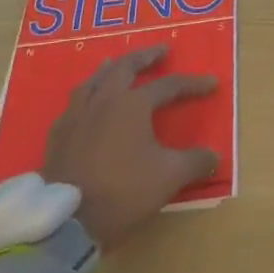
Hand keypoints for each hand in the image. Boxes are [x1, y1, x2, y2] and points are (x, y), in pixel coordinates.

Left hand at [43, 45, 219, 250]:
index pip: (168, 85)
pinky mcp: (58, 135)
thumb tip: (215, 157)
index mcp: (133, 104)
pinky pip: (74, 103)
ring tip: (118, 65)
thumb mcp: (169, 178)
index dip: (192, 84)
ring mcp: (77, 115)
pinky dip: (87, 95)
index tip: (211, 83)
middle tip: (161, 51)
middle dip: (146, 57)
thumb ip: (195, 162)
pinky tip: (87, 103)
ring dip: (112, 69)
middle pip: (125, 67)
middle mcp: (104, 100)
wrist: (68, 221)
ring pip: (95, 79)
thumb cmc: (123, 191)